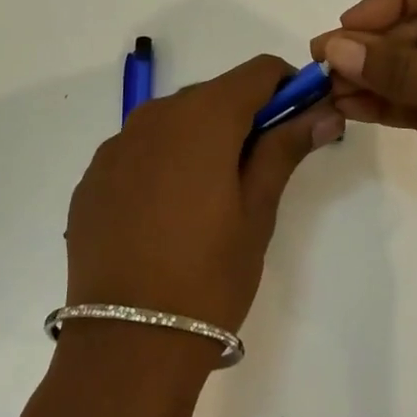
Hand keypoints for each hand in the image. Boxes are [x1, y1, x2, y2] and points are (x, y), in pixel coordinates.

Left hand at [65, 55, 343, 334]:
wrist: (125, 344)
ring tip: (212, 197)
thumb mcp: (257, 211)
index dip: (288, 86)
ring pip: (174, 121)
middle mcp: (154, 115)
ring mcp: (116, 146)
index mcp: (203, 117)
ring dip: (202, 139)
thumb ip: (285, 148)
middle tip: (262, 168)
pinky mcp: (93, 177)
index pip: (258, 71)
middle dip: (245, 117)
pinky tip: (166, 214)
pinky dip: (163, 163)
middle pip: (214, 94)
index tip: (301, 120)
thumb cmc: (209, 276)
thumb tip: (323, 112)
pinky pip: (139, 150)